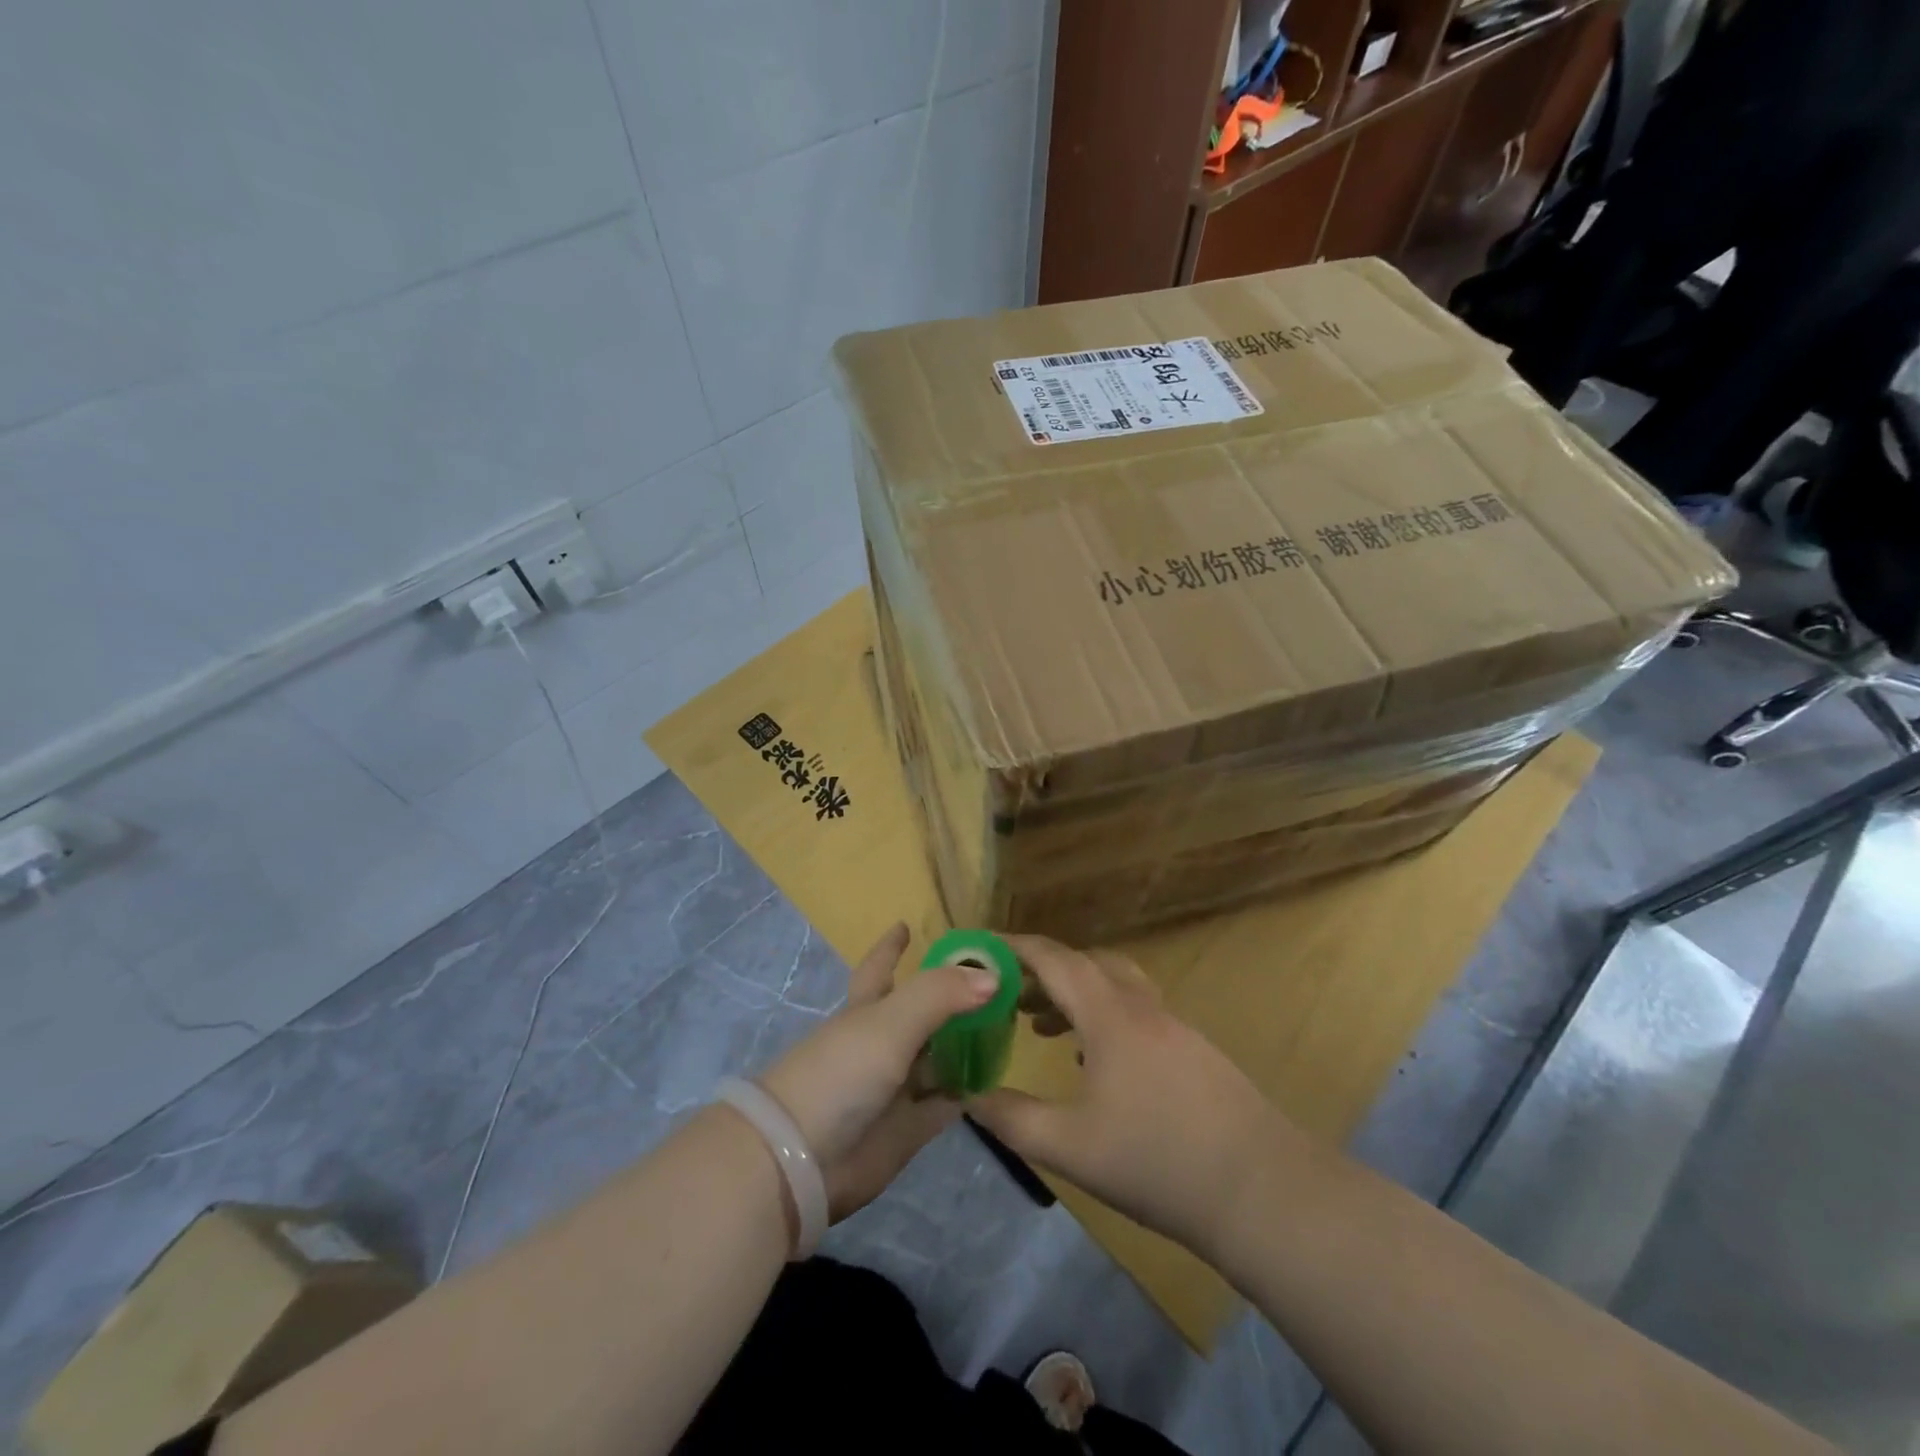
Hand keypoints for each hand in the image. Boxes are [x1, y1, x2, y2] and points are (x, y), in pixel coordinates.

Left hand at [759, 923, 998, 1220]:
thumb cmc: (841, 1072)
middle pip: (920, 1013)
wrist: (802, 1159)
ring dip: (965, 1045)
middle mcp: (882, 1043)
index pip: (880, 967)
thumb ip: (940, 994)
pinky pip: (944, 1104)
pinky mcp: (908, 1129)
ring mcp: (895, 1087)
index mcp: (867, 1009)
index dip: (891, 947)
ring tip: (1006, 1027)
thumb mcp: (890, 1021)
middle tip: (992, 982)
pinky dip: (967, 1092)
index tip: (906, 925)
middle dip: (949, 998)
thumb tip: (993, 976)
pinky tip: (995, 1081)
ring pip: (937, 1058)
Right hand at [970, 935, 1290, 1259]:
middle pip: (1086, 964)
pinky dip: (1103, 1017)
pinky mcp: (1194, 1052)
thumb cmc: (1157, 1162)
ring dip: (1075, 994)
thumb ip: (1013, 1119)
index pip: (1054, 959)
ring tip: (1043, 1026)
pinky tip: (1095, 1062)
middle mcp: (1142, 1007)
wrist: (1261, 1191)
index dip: (1014, 948)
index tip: (982, 947)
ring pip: (1115, 987)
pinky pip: (1137, 1012)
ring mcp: (1174, 1027)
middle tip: (1009, 995)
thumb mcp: (1070, 1148)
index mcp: (1110, 1015)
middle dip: (1043, 971)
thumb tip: (970, 1096)